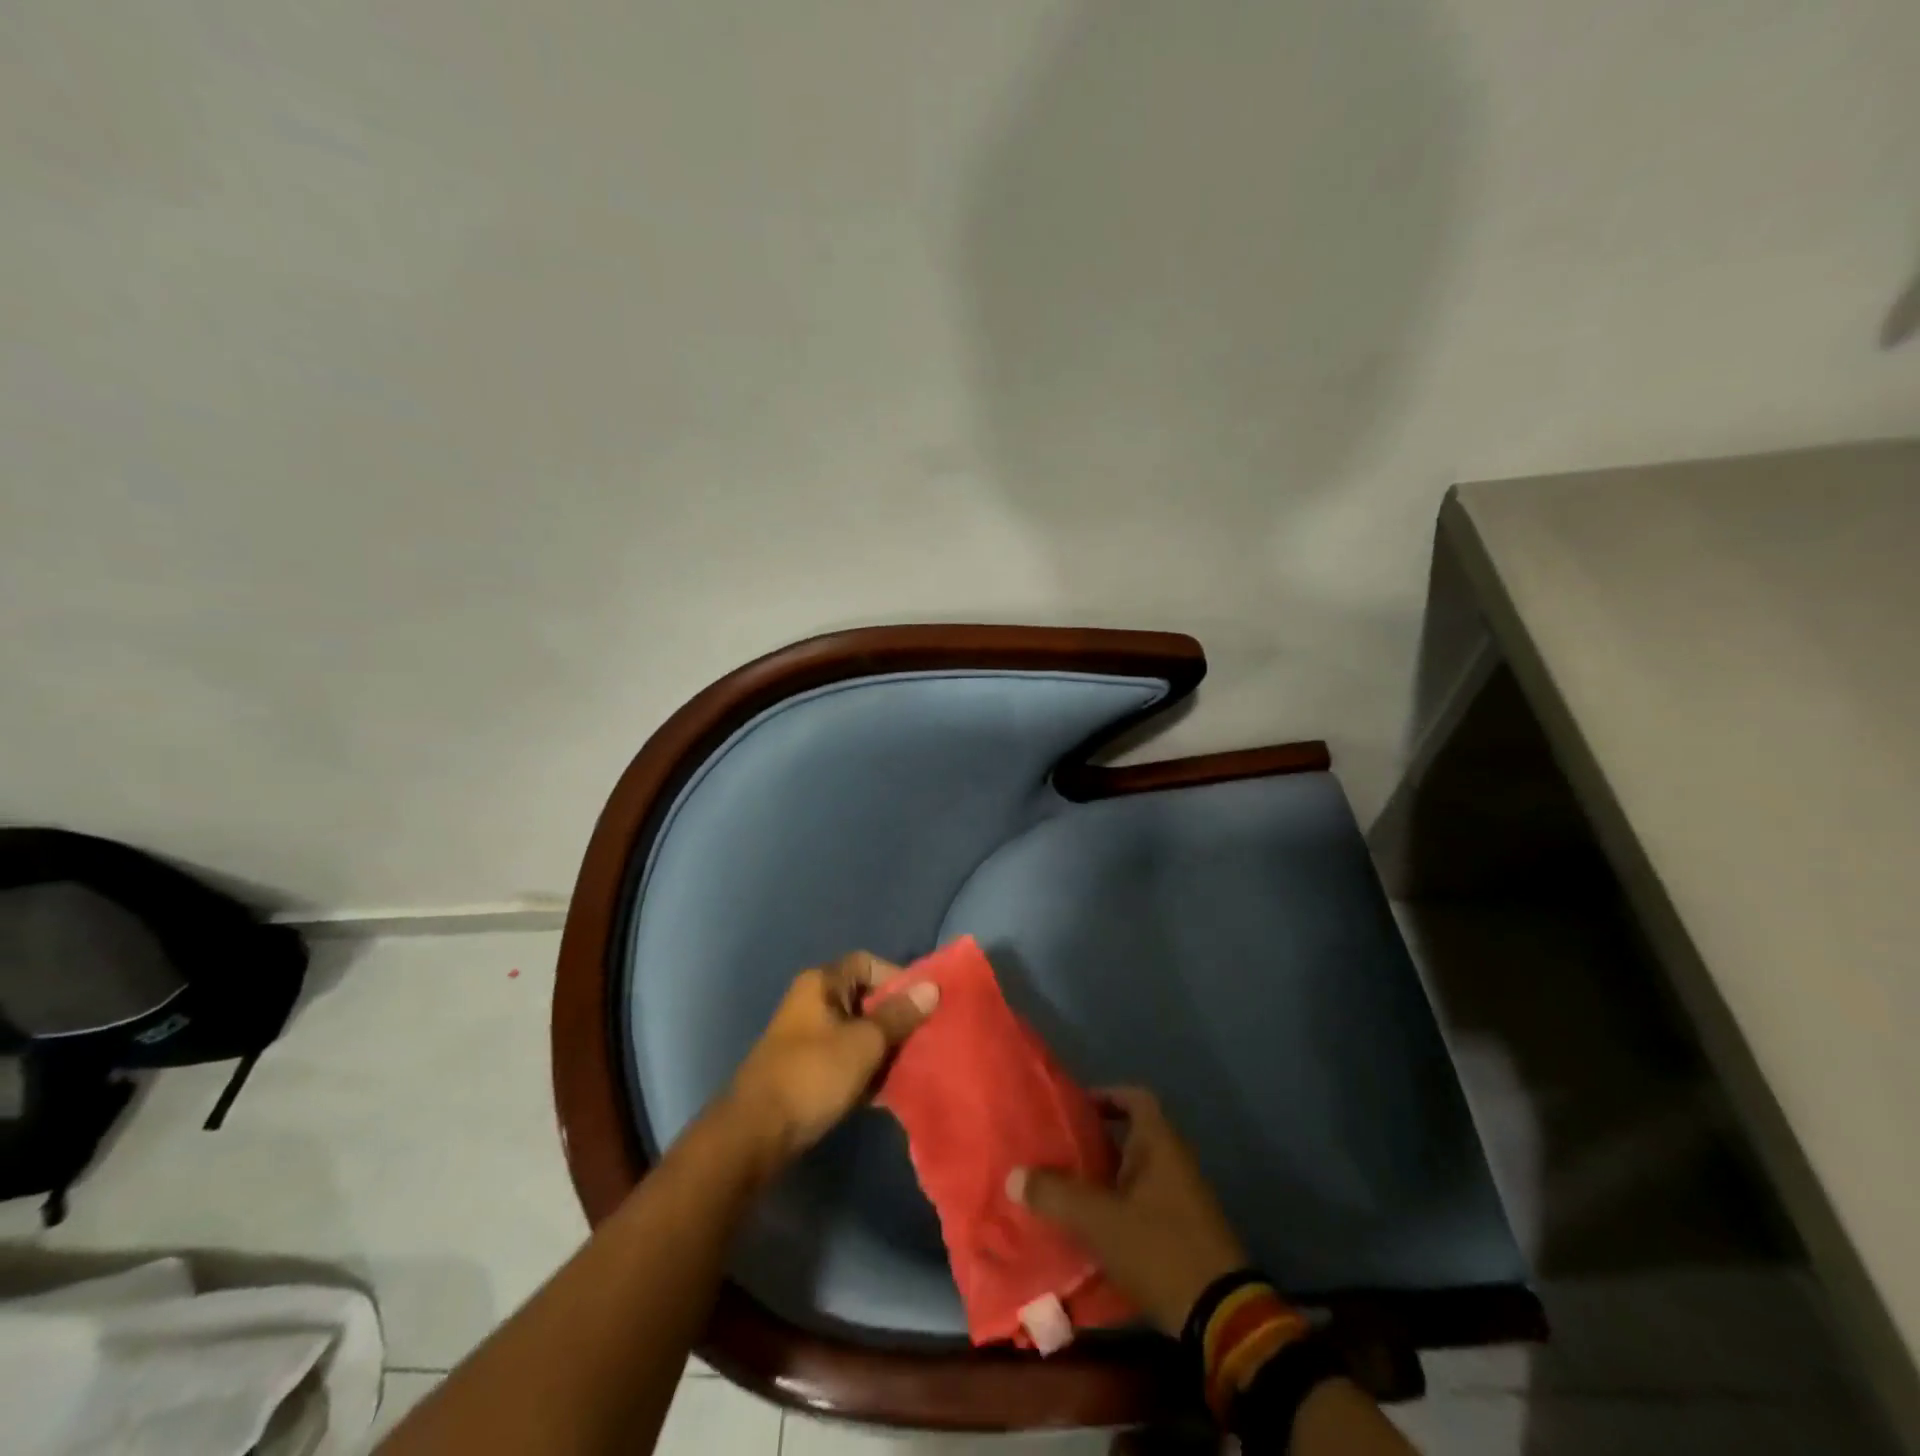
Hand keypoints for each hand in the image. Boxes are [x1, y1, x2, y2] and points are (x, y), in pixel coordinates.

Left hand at [727, 952, 937, 1169]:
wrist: (756, 1134)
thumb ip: (899, 1015)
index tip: (922, 1005)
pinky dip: (867, 1068)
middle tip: (924, 1039)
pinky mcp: (808, 1069)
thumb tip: (932, 986)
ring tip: (912, 1066)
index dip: (897, 979)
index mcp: (822, 983)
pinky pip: (847, 1058)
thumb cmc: (813, 1075)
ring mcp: (808, 1036)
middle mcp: (813, 1002)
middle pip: (865, 998)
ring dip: (884, 1047)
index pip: (868, 963)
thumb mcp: (864, 1043)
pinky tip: (888, 1090)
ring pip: (858, 1031)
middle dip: (896, 1018)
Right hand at [1008, 1087, 1247, 1335]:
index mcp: (1160, 1143)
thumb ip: (1055, 1195)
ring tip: (1067, 1190)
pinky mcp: (1184, 1231)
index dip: (1106, 1096)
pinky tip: (1093, 1229)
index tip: (1075, 1109)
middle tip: (1059, 1152)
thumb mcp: (1099, 1220)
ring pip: (1137, 1172)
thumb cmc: (1159, 1247)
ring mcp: (1183, 1197)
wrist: (1220, 1316)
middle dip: (1096, 1142)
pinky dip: (1120, 1207)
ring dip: (1106, 1178)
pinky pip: (1145, 1203)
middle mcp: (1174, 1161)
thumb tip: (1013, 1175)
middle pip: (1132, 1136)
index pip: (1134, 1098)